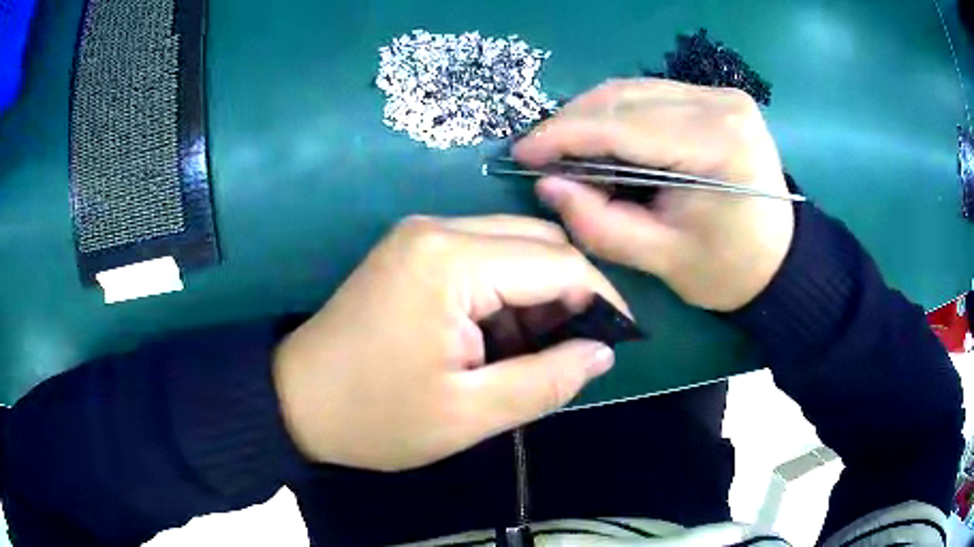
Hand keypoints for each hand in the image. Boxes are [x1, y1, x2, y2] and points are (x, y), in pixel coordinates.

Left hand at [273, 215, 627, 470]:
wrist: (296, 399)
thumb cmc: (377, 416)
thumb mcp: (470, 414)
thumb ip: (548, 380)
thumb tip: (603, 350)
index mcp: (451, 262)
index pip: (558, 263)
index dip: (601, 300)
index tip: (621, 340)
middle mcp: (438, 227)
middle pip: (538, 244)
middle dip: (571, 295)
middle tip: (575, 351)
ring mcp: (422, 234)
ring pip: (514, 247)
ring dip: (539, 294)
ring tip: (536, 351)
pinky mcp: (413, 248)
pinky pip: (484, 256)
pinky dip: (508, 291)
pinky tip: (501, 335)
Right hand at [513, 79, 794, 311]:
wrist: (778, 259)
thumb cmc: (727, 269)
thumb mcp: (661, 260)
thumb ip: (600, 224)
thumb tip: (547, 185)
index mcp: (718, 144)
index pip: (623, 125)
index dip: (563, 136)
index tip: (521, 154)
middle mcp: (721, 104)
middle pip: (624, 97)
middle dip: (572, 124)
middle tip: (538, 155)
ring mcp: (720, 95)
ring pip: (632, 90)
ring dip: (590, 117)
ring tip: (564, 150)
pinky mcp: (716, 97)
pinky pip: (649, 95)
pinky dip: (617, 115)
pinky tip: (602, 139)